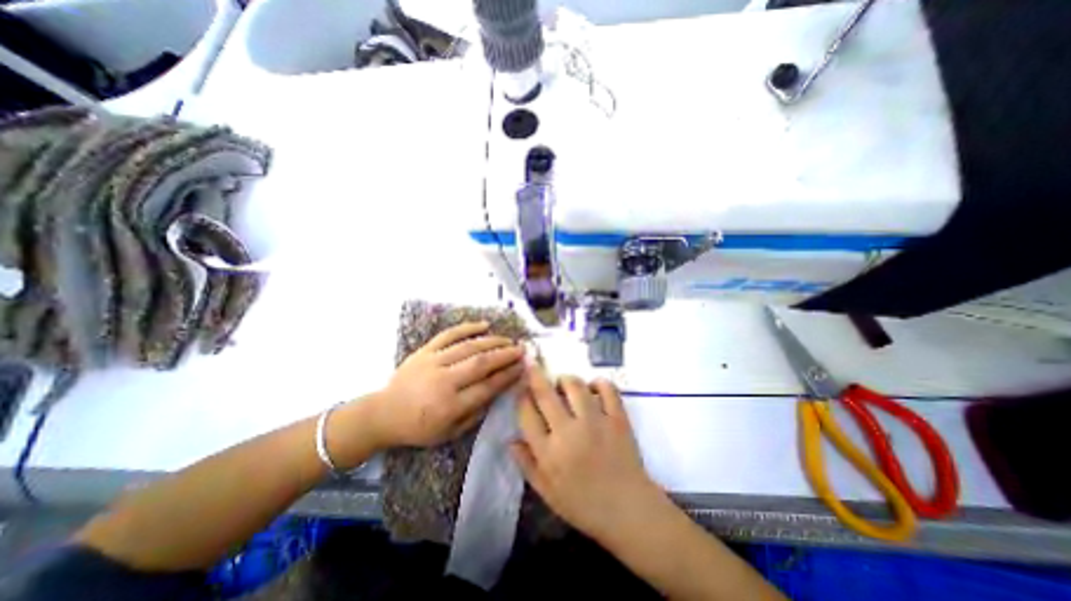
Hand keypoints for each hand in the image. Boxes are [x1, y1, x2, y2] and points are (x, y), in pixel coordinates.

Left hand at [365, 322, 526, 447]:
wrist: (383, 413)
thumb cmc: (419, 428)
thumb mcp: (449, 433)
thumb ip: (475, 414)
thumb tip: (498, 392)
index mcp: (450, 406)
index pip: (487, 387)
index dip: (508, 376)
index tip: (522, 368)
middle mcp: (443, 381)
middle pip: (481, 363)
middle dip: (505, 355)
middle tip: (522, 349)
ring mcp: (433, 362)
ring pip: (469, 347)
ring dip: (493, 341)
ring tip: (509, 339)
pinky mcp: (424, 351)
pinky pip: (448, 335)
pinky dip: (467, 327)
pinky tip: (484, 325)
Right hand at [509, 365, 662, 538]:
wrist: (628, 511)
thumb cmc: (584, 505)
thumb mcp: (547, 493)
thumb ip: (527, 465)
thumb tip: (510, 439)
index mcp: (549, 452)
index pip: (526, 414)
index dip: (521, 396)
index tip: (522, 389)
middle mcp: (569, 432)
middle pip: (545, 393)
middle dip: (535, 375)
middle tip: (532, 365)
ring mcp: (595, 422)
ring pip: (575, 385)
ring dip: (565, 379)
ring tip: (563, 383)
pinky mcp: (617, 418)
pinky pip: (607, 389)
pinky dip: (599, 382)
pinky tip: (593, 388)